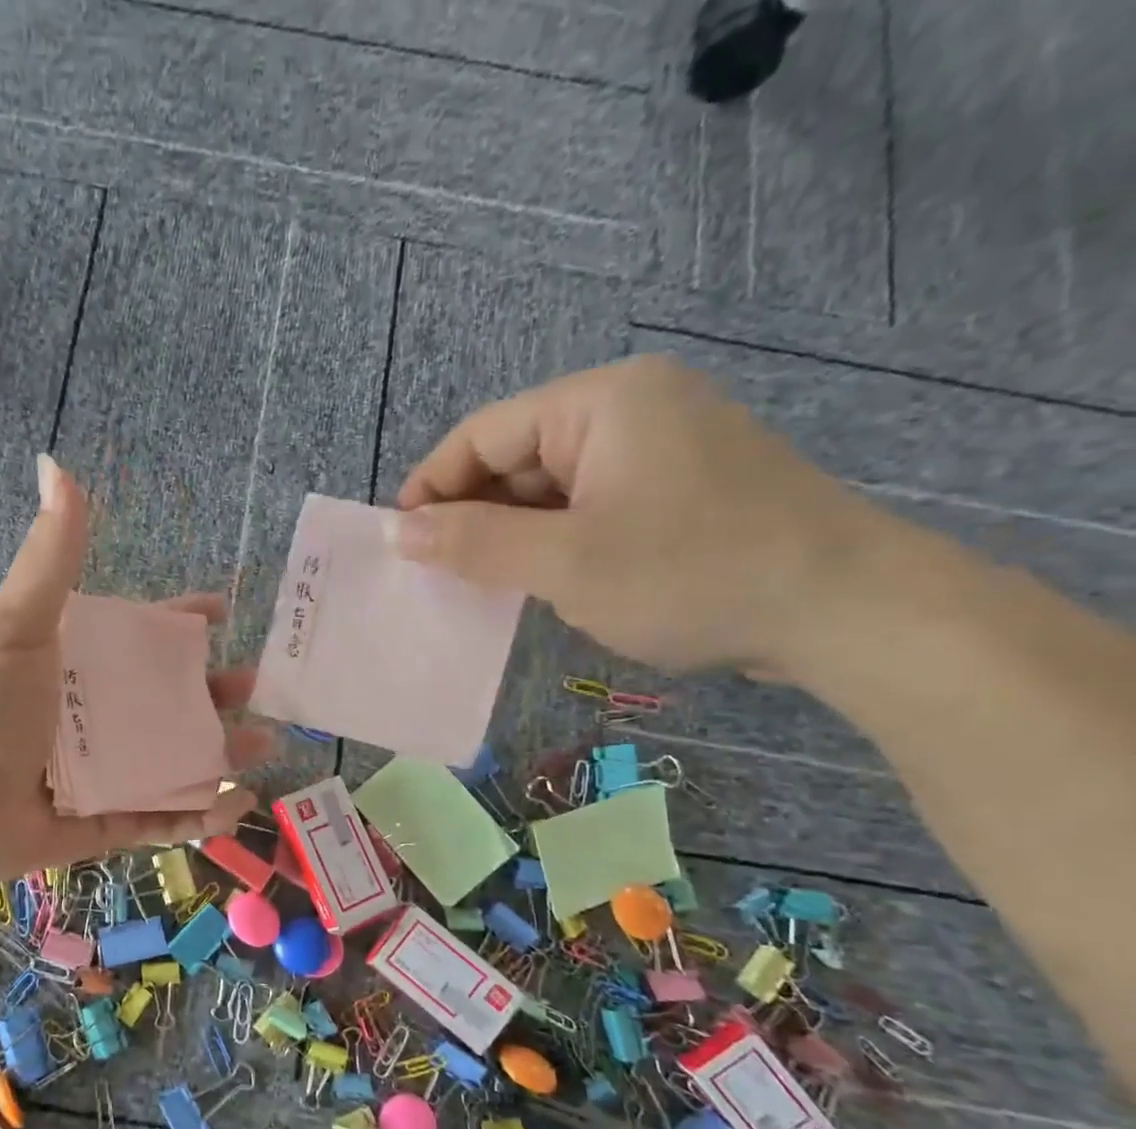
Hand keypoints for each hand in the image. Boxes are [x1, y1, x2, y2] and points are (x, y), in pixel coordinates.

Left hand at [0, 455, 271, 882]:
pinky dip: (201, 814)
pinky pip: (164, 818)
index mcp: (81, 667)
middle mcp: (98, 716)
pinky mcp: (108, 821)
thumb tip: (57, 466)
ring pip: (178, 758)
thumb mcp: (19, 626)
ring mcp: (106, 771)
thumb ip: (50, 557)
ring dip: (223, 753)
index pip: (143, 638)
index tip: (222, 613)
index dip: (183, 622)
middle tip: (255, 689)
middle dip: (216, 692)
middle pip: (171, 699)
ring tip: (263, 746)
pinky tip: (236, 805)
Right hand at [390, 355, 880, 676]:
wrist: (844, 610)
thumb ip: (475, 543)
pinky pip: (590, 505)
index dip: (432, 486)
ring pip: (552, 487)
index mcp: (602, 402)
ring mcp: (661, 448)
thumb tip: (400, 531)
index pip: (485, 433)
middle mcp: (631, 409)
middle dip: (473, 514)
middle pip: (518, 456)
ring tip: (483, 585)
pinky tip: (542, 580)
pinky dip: (555, 540)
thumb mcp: (565, 562)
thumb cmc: (691, 574)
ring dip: (512, 533)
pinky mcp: (679, 488)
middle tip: (439, 574)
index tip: (400, 542)